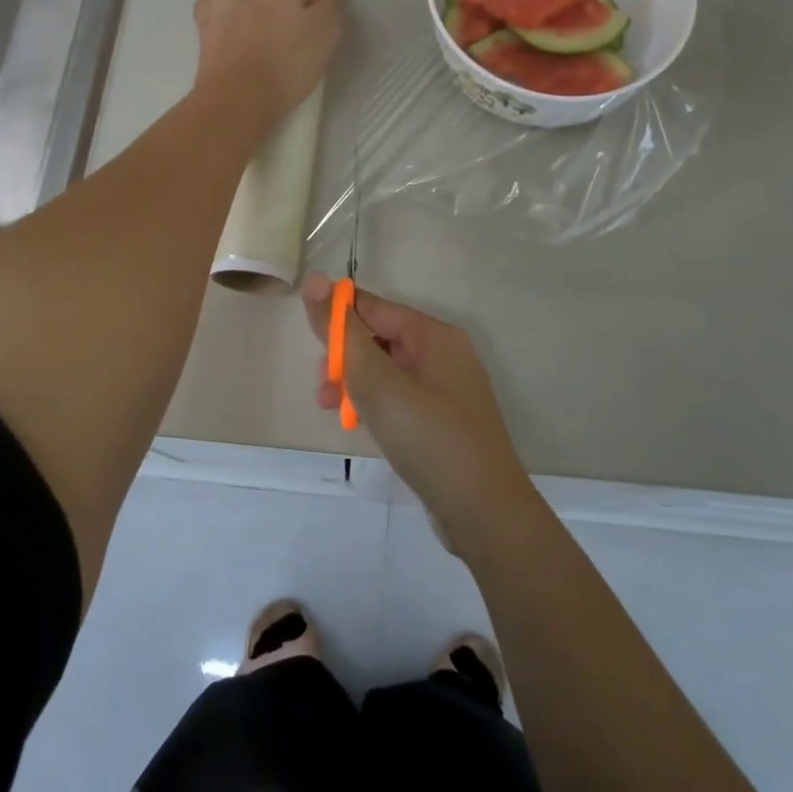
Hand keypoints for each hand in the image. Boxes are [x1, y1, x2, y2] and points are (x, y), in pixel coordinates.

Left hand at [192, 0, 342, 131]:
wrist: (238, 101)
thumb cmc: (286, 61)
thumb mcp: (325, 31)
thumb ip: (328, 1)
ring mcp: (211, 15)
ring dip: (226, 0)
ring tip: (245, 23)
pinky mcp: (200, 42)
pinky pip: (206, 23)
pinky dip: (216, 27)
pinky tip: (232, 44)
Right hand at [301, 272, 537, 549]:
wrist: (483, 511)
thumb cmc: (428, 437)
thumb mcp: (376, 381)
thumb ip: (342, 332)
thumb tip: (315, 280)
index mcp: (434, 335)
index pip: (375, 307)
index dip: (338, 317)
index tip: (309, 343)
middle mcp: (444, 354)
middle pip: (380, 338)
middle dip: (345, 356)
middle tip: (322, 384)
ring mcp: (446, 389)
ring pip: (387, 371)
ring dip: (355, 382)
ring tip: (330, 407)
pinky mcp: (443, 420)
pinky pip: (400, 397)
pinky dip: (375, 404)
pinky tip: (358, 424)